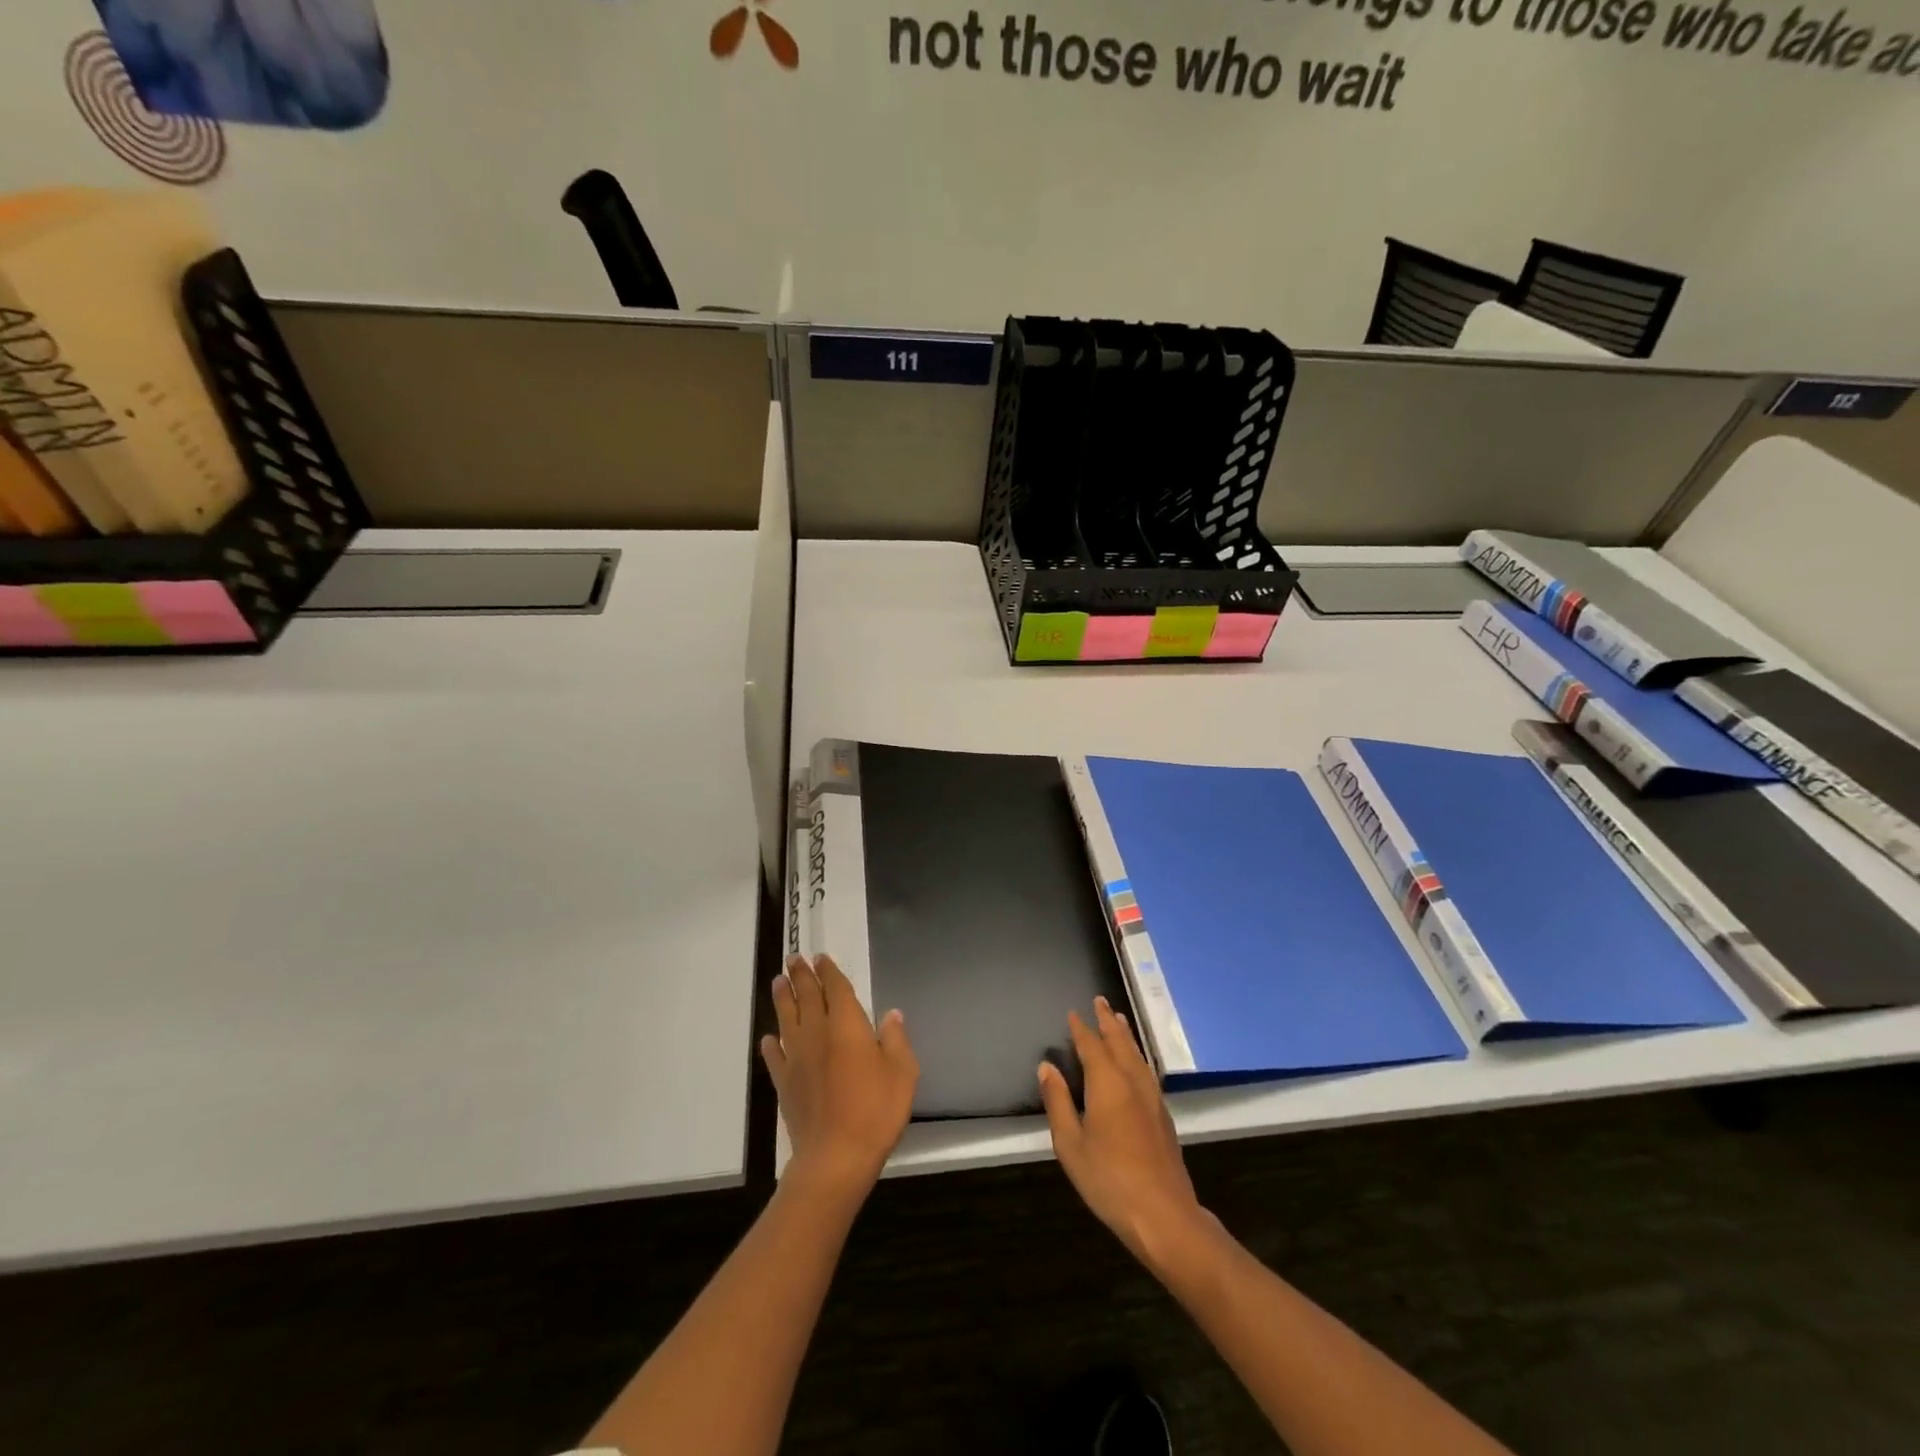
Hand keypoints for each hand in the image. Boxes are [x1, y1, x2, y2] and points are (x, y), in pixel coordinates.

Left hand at [762, 955, 917, 1196]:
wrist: (835, 1157)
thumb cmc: (875, 1110)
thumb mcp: (902, 1072)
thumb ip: (896, 1039)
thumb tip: (891, 1014)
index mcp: (846, 1024)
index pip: (835, 988)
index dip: (828, 971)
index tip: (820, 957)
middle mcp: (817, 1033)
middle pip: (806, 996)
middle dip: (800, 975)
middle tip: (793, 959)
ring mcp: (797, 1058)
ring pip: (786, 1019)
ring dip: (782, 998)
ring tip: (777, 982)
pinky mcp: (784, 1084)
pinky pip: (775, 1056)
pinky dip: (771, 1044)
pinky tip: (769, 1038)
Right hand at [1038, 997, 1209, 1275]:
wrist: (1163, 1214)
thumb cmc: (1108, 1179)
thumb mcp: (1070, 1143)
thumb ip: (1058, 1101)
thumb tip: (1046, 1066)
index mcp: (1107, 1082)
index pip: (1091, 1045)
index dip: (1081, 1028)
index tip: (1073, 1013)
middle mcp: (1132, 1080)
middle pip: (1119, 1041)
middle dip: (1108, 1021)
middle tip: (1100, 1001)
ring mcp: (1152, 1097)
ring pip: (1137, 1054)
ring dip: (1125, 1034)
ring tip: (1119, 1020)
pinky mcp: (1163, 1114)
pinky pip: (1147, 1069)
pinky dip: (1137, 1054)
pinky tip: (1136, 1061)